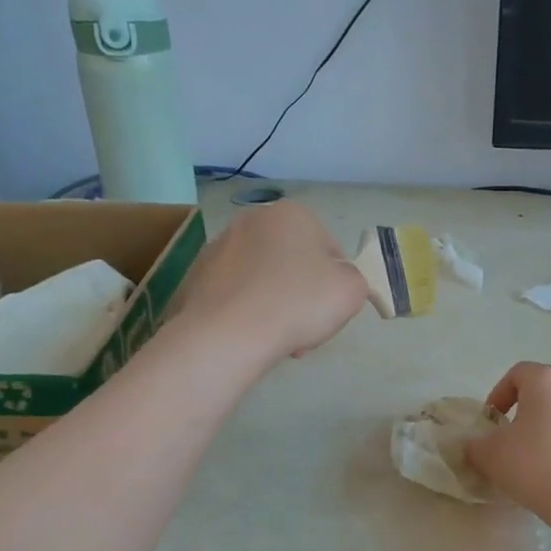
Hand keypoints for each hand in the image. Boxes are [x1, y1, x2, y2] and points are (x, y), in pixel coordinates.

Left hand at [171, 201, 368, 367]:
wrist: (228, 333)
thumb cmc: (298, 303)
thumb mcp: (352, 290)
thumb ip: (353, 278)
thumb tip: (336, 279)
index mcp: (293, 213)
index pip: (330, 250)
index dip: (335, 283)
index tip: (329, 310)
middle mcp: (253, 219)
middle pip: (293, 261)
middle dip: (301, 293)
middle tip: (305, 326)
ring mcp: (219, 245)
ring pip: (263, 278)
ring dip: (275, 303)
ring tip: (276, 336)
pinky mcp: (197, 273)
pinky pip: (235, 292)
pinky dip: (246, 310)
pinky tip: (250, 333)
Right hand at [467, 362, 550, 526]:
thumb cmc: (536, 465)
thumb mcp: (491, 456)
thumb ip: (476, 445)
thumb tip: (477, 445)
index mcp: (547, 379)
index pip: (518, 373)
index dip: (500, 394)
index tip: (492, 422)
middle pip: (548, 391)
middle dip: (530, 412)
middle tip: (516, 441)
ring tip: (544, 462)